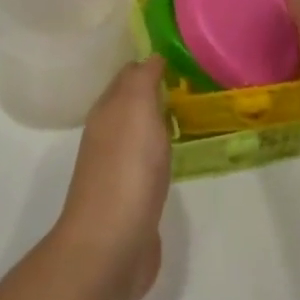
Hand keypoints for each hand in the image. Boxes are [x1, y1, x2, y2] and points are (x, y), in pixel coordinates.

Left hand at [53, 56, 171, 299]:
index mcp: (107, 110)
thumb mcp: (136, 109)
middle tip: (192, 81)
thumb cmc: (127, 169)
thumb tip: (150, 57)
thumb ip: (142, 80)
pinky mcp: (132, 199)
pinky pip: (149, 164)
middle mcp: (108, 134)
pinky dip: (162, 153)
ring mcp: (118, 168)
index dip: (150, 64)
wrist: (112, 244)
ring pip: (140, 133)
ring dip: (160, 122)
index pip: (128, 76)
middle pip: (132, 103)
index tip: (181, 55)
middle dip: (155, 90)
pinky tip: (179, 156)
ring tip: (191, 113)